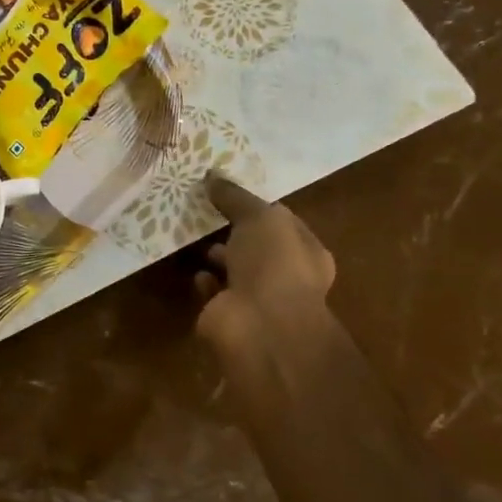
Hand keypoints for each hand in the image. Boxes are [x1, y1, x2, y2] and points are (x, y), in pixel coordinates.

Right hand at [193, 172, 341, 414]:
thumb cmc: (273, 265)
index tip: (230, 193)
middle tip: (207, 213)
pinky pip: (216, 294)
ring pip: (236, 272)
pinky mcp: (230, 317)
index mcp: (307, 252)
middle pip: (259, 249)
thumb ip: (236, 197)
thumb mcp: (259, 218)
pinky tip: (195, 272)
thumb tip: (212, 176)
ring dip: (219, 258)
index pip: (283, 223)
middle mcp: (287, 278)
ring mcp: (259, 301)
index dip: (259, 207)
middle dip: (236, 234)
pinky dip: (206, 283)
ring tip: (194, 238)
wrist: (260, 326)